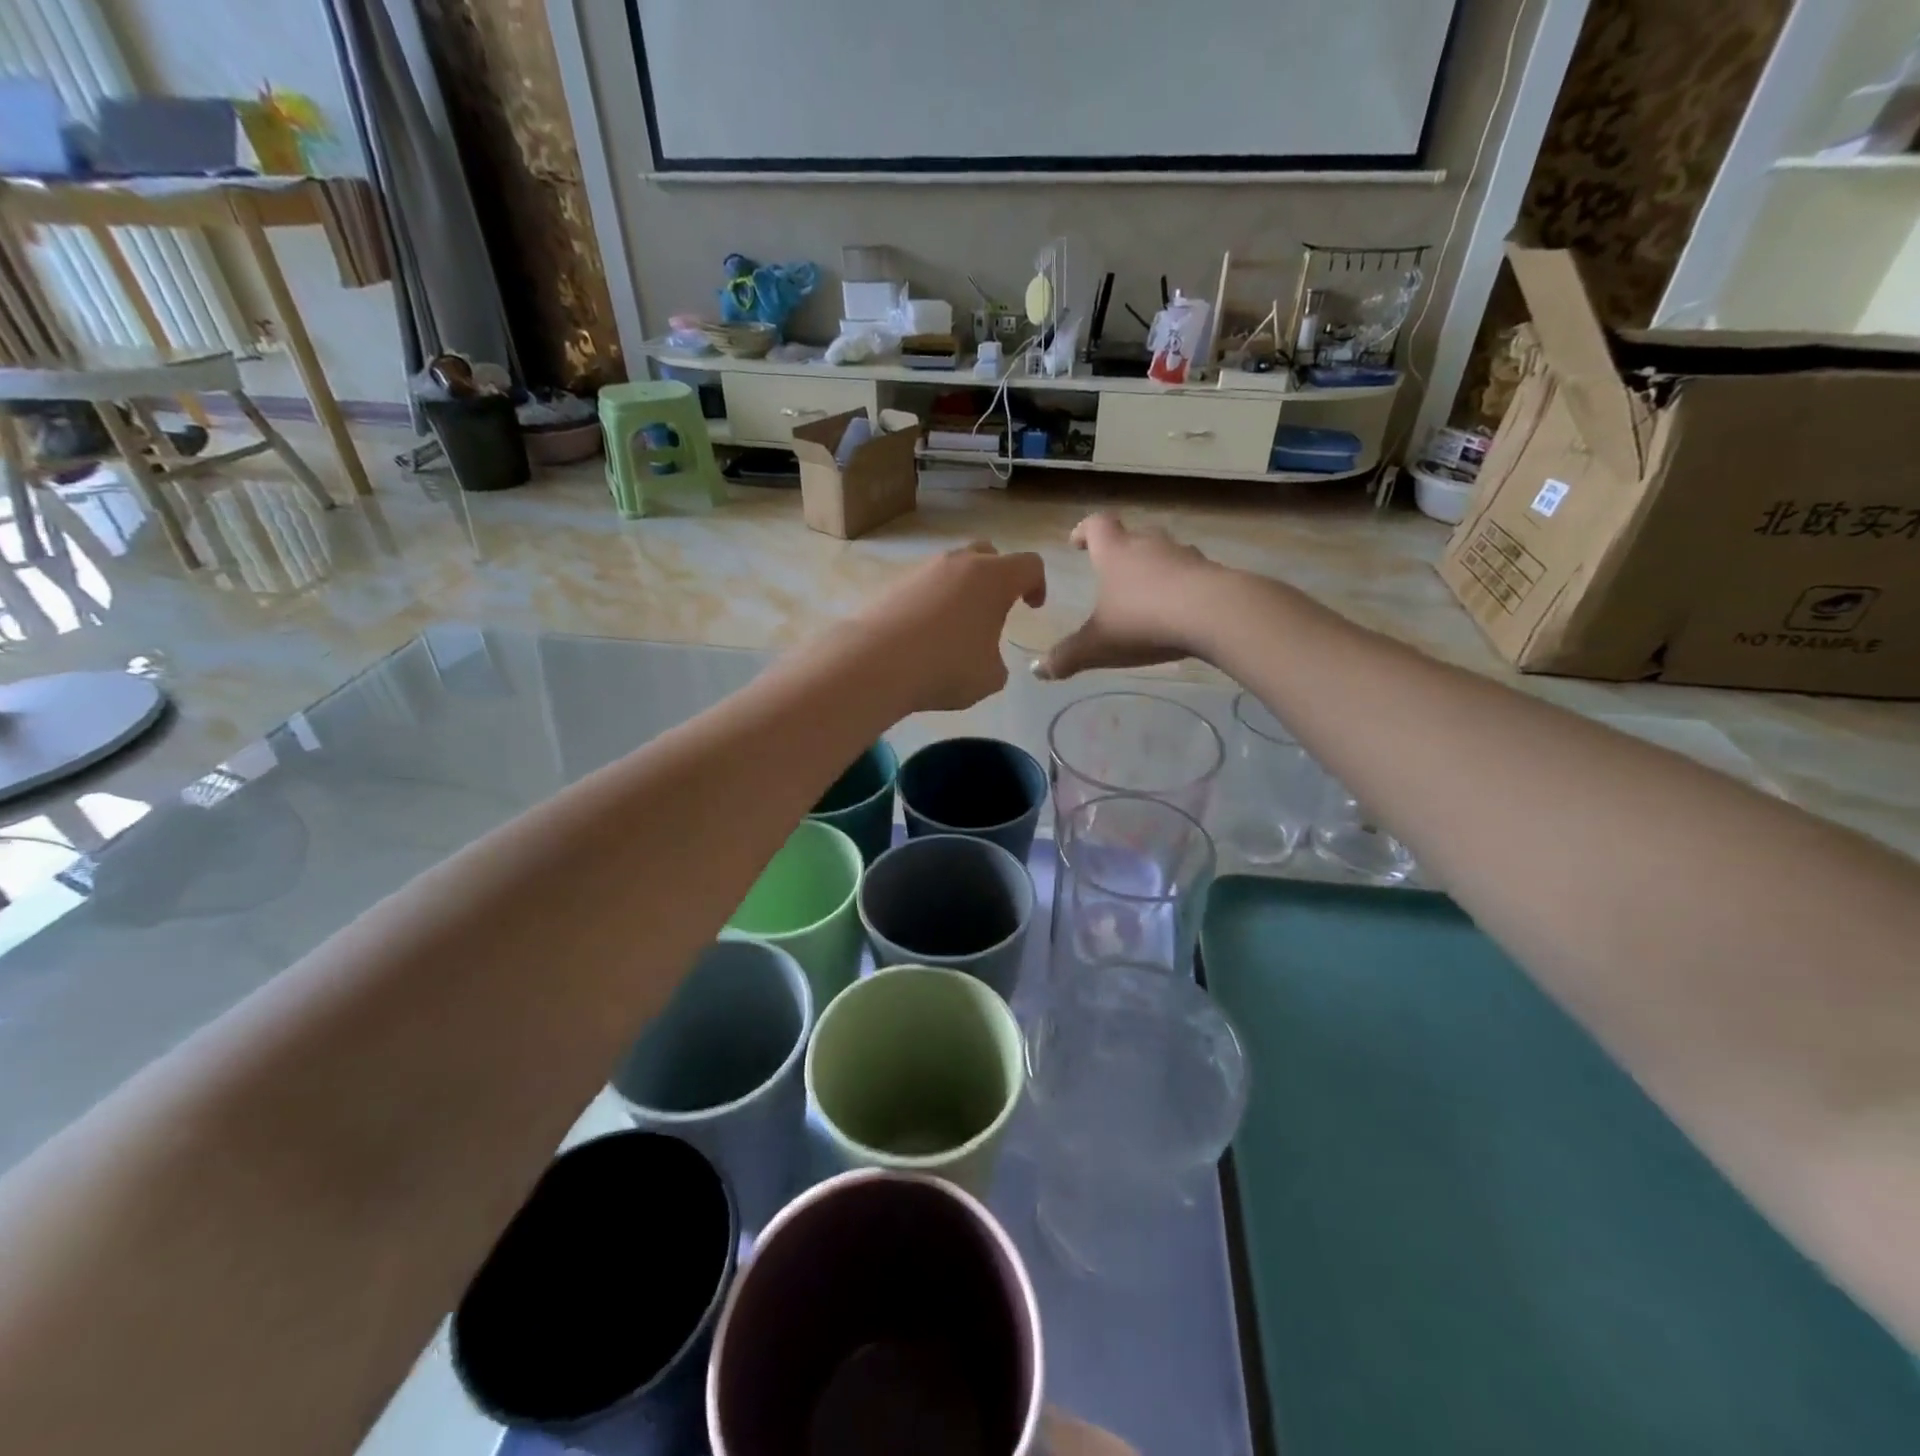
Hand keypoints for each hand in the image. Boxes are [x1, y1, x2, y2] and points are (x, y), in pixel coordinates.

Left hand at [854, 541, 1045, 711]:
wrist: (874, 663)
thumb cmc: (945, 667)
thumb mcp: (990, 678)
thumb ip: (998, 662)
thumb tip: (984, 657)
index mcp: (994, 578)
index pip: (1029, 565)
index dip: (1037, 584)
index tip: (1032, 607)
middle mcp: (959, 563)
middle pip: (989, 554)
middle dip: (999, 576)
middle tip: (996, 607)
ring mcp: (923, 570)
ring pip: (953, 568)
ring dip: (962, 589)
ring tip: (957, 626)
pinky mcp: (894, 584)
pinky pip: (925, 585)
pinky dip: (933, 601)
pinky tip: (926, 633)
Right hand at [1037, 514, 1222, 679]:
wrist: (1214, 614)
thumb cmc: (1144, 621)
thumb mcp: (1098, 645)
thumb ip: (1067, 657)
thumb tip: (1038, 671)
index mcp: (1116, 553)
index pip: (1097, 525)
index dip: (1084, 531)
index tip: (1076, 543)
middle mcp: (1150, 545)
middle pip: (1134, 535)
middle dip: (1122, 550)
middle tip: (1114, 571)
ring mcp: (1185, 556)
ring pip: (1166, 553)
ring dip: (1156, 567)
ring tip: (1149, 592)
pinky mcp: (1214, 573)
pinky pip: (1193, 573)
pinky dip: (1184, 585)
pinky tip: (1182, 609)